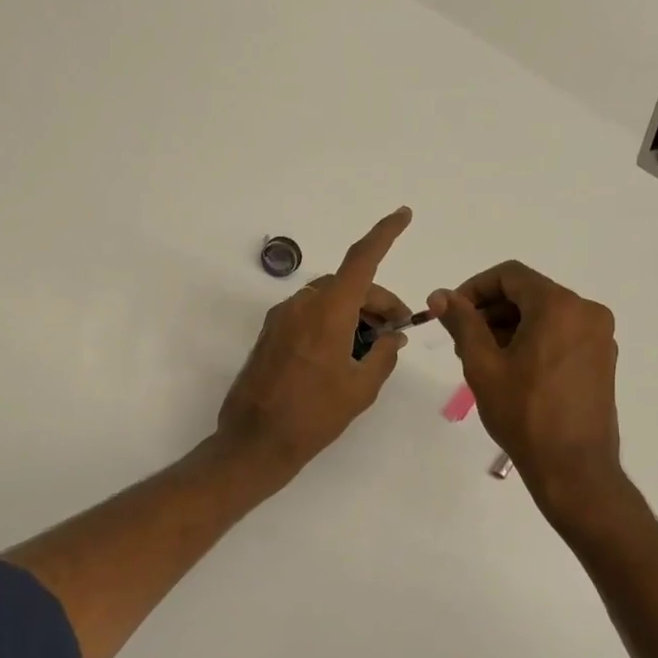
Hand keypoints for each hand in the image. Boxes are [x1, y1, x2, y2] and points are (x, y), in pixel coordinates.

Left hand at [217, 208, 413, 477]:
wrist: (255, 441)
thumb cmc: (313, 416)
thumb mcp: (360, 389)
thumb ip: (383, 355)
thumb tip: (392, 337)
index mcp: (327, 312)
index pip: (361, 260)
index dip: (384, 234)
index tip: (403, 215)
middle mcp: (301, 306)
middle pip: (347, 284)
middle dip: (376, 300)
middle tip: (396, 330)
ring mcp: (280, 319)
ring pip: (327, 299)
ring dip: (353, 312)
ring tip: (371, 346)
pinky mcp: (269, 334)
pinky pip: (308, 314)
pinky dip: (331, 321)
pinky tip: (342, 352)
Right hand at [427, 261, 624, 505]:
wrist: (573, 467)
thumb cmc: (523, 413)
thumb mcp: (483, 365)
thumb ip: (462, 323)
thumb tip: (440, 296)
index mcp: (559, 306)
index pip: (510, 276)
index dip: (474, 288)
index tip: (452, 313)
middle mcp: (587, 312)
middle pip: (529, 293)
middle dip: (491, 311)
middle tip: (462, 341)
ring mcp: (600, 337)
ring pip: (545, 315)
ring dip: (510, 327)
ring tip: (483, 361)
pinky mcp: (602, 360)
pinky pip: (562, 334)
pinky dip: (534, 341)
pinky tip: (513, 372)